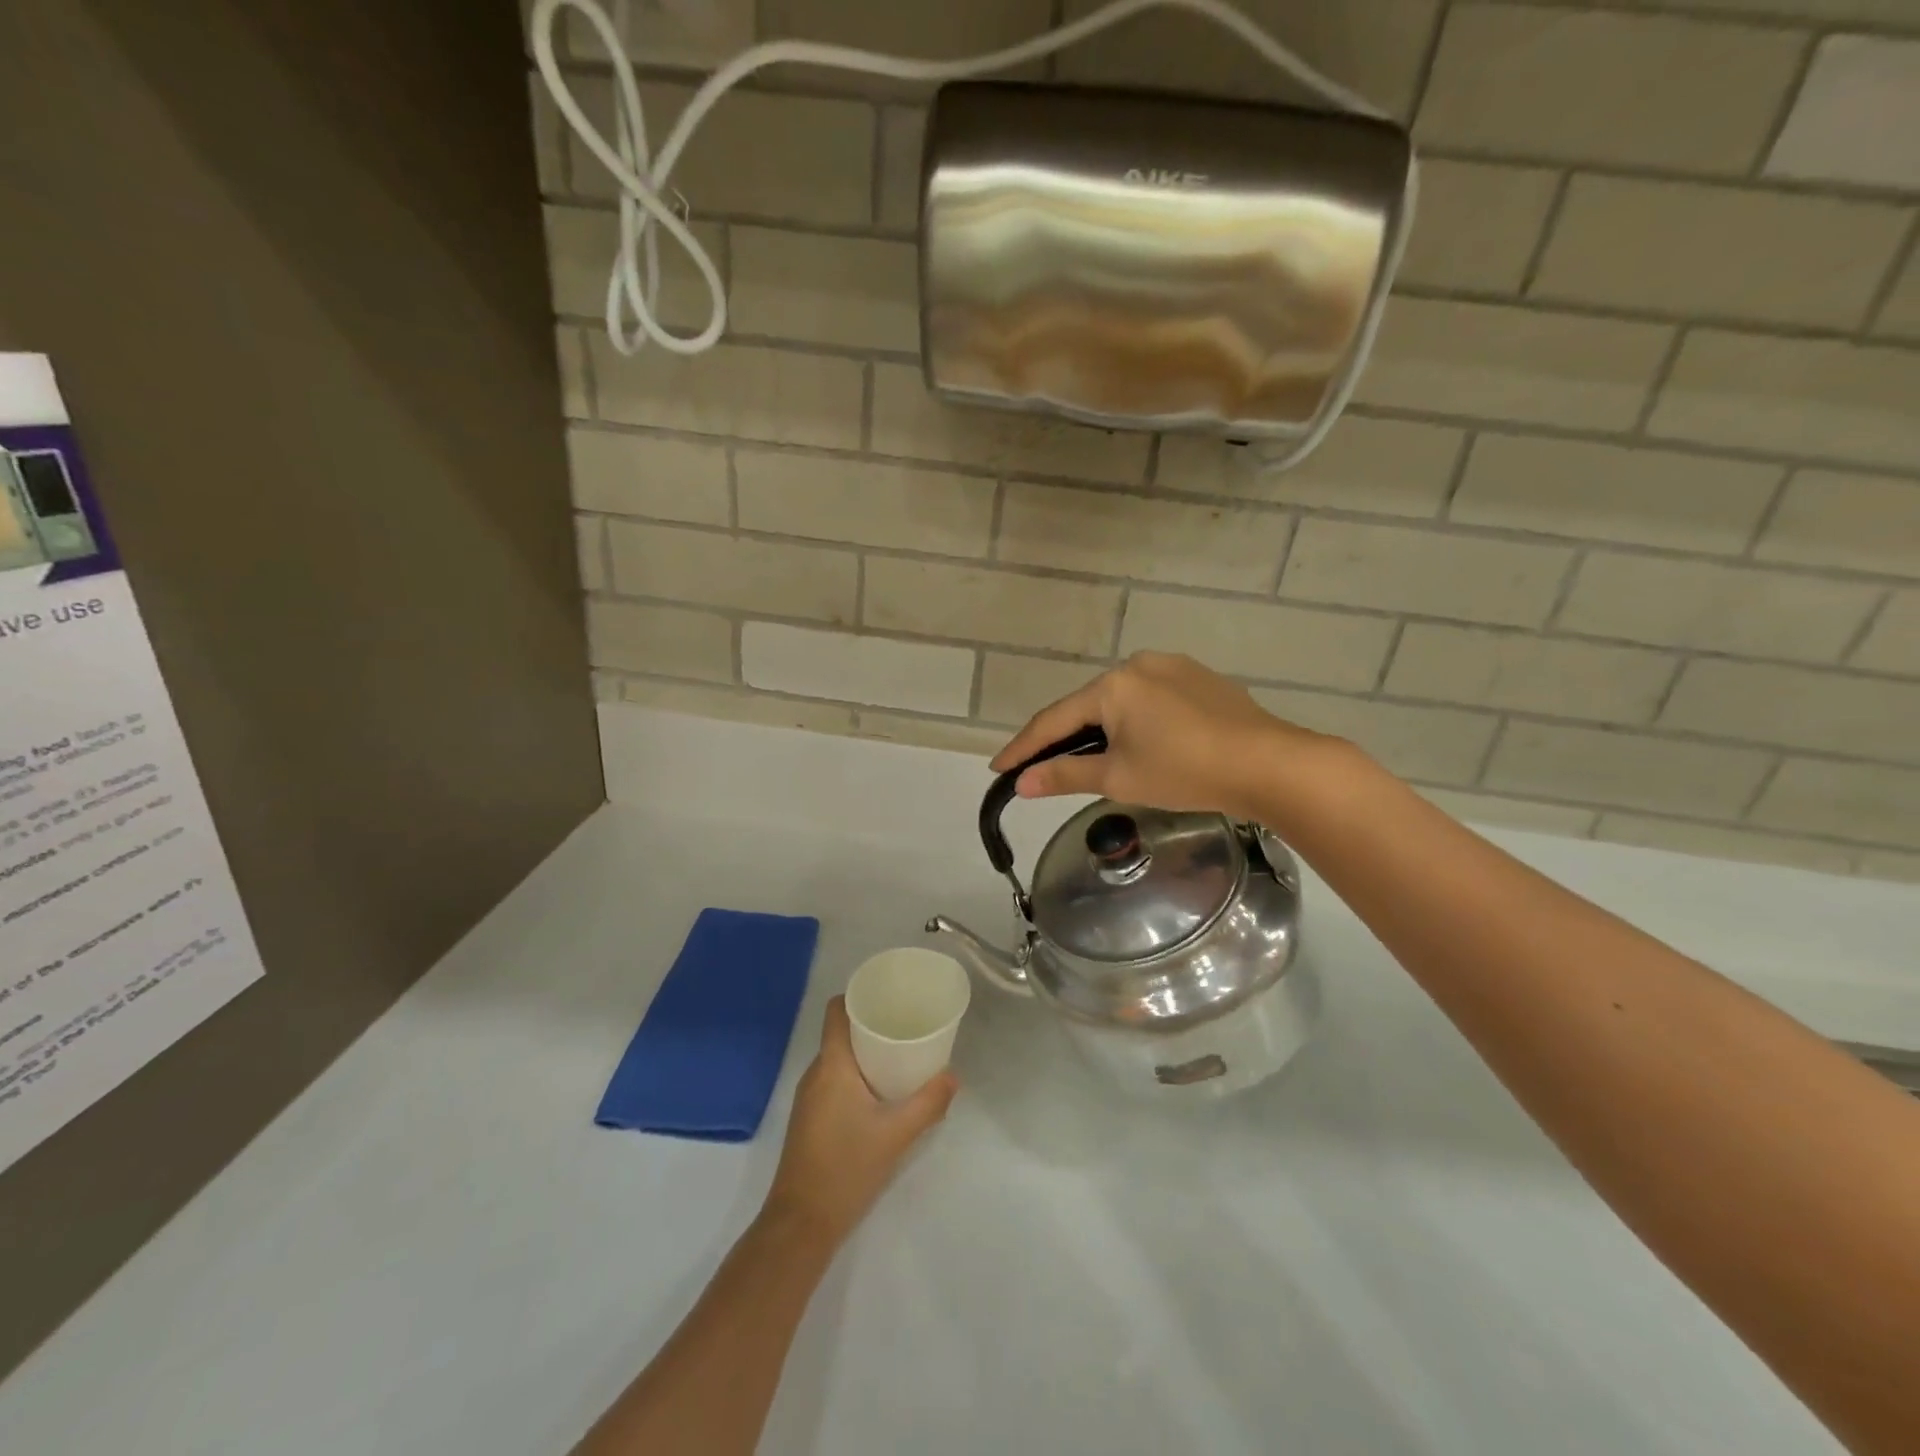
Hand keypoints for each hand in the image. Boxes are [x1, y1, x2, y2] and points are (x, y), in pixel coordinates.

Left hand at [763, 997, 957, 1246]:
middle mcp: (815, 1074)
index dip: (859, 996)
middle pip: (841, 1032)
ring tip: (901, 1055)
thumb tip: (953, 1077)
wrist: (800, 1225)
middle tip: (907, 1025)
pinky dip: (857, 1075)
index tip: (889, 996)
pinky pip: (835, 1080)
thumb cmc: (846, 1169)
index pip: (836, 1011)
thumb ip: (928, 1104)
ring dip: (866, 1052)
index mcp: (832, 1065)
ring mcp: (809, 1098)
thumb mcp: (896, 1135)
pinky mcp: (810, 1119)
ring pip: (839, 1059)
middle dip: (872, 1024)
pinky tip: (882, 1092)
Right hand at [990, 652, 1324, 818]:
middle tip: (1040, 766)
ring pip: (1120, 702)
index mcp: (1113, 685)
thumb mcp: (1119, 778)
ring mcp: (1173, 668)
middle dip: (1063, 737)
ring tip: (1088, 759)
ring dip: (1099, 729)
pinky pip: (1151, 700)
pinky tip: (1140, 743)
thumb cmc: (1186, 771)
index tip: (998, 768)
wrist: (1270, 764)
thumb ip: (1065, 774)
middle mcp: (1139, 665)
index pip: (1054, 720)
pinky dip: (1134, 723)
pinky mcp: (1200, 680)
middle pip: (1087, 707)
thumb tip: (1023, 783)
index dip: (1024, 747)